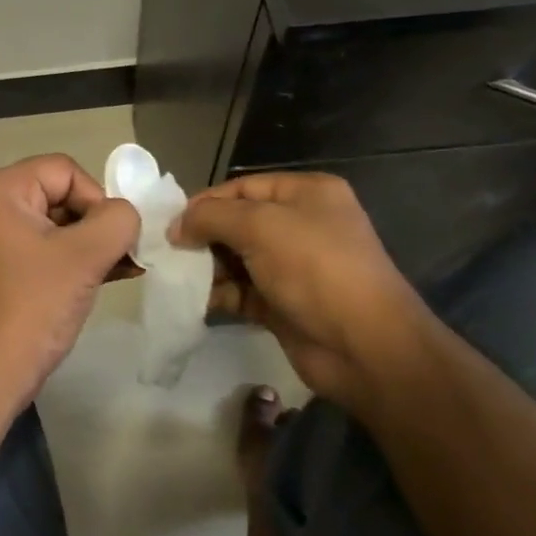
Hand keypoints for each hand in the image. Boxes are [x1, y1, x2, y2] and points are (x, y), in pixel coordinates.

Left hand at [0, 154, 141, 410]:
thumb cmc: (33, 306)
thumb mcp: (83, 256)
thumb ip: (117, 221)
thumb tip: (127, 215)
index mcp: (0, 190)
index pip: (64, 170)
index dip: (96, 198)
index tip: (111, 238)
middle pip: (61, 193)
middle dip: (97, 223)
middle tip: (123, 254)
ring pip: (59, 223)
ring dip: (93, 243)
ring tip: (125, 267)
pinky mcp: (5, 267)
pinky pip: (48, 247)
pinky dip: (77, 258)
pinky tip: (111, 275)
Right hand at [172, 172, 427, 409]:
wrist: (366, 348)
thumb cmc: (315, 268)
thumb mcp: (259, 227)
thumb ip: (211, 217)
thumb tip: (177, 226)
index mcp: (306, 193)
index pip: (242, 187)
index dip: (206, 202)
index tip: (170, 223)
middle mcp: (302, 224)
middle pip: (239, 222)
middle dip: (204, 236)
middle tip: (169, 252)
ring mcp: (295, 267)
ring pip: (238, 258)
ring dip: (208, 267)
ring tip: (177, 277)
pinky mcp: (286, 304)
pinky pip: (244, 291)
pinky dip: (221, 294)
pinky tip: (196, 301)